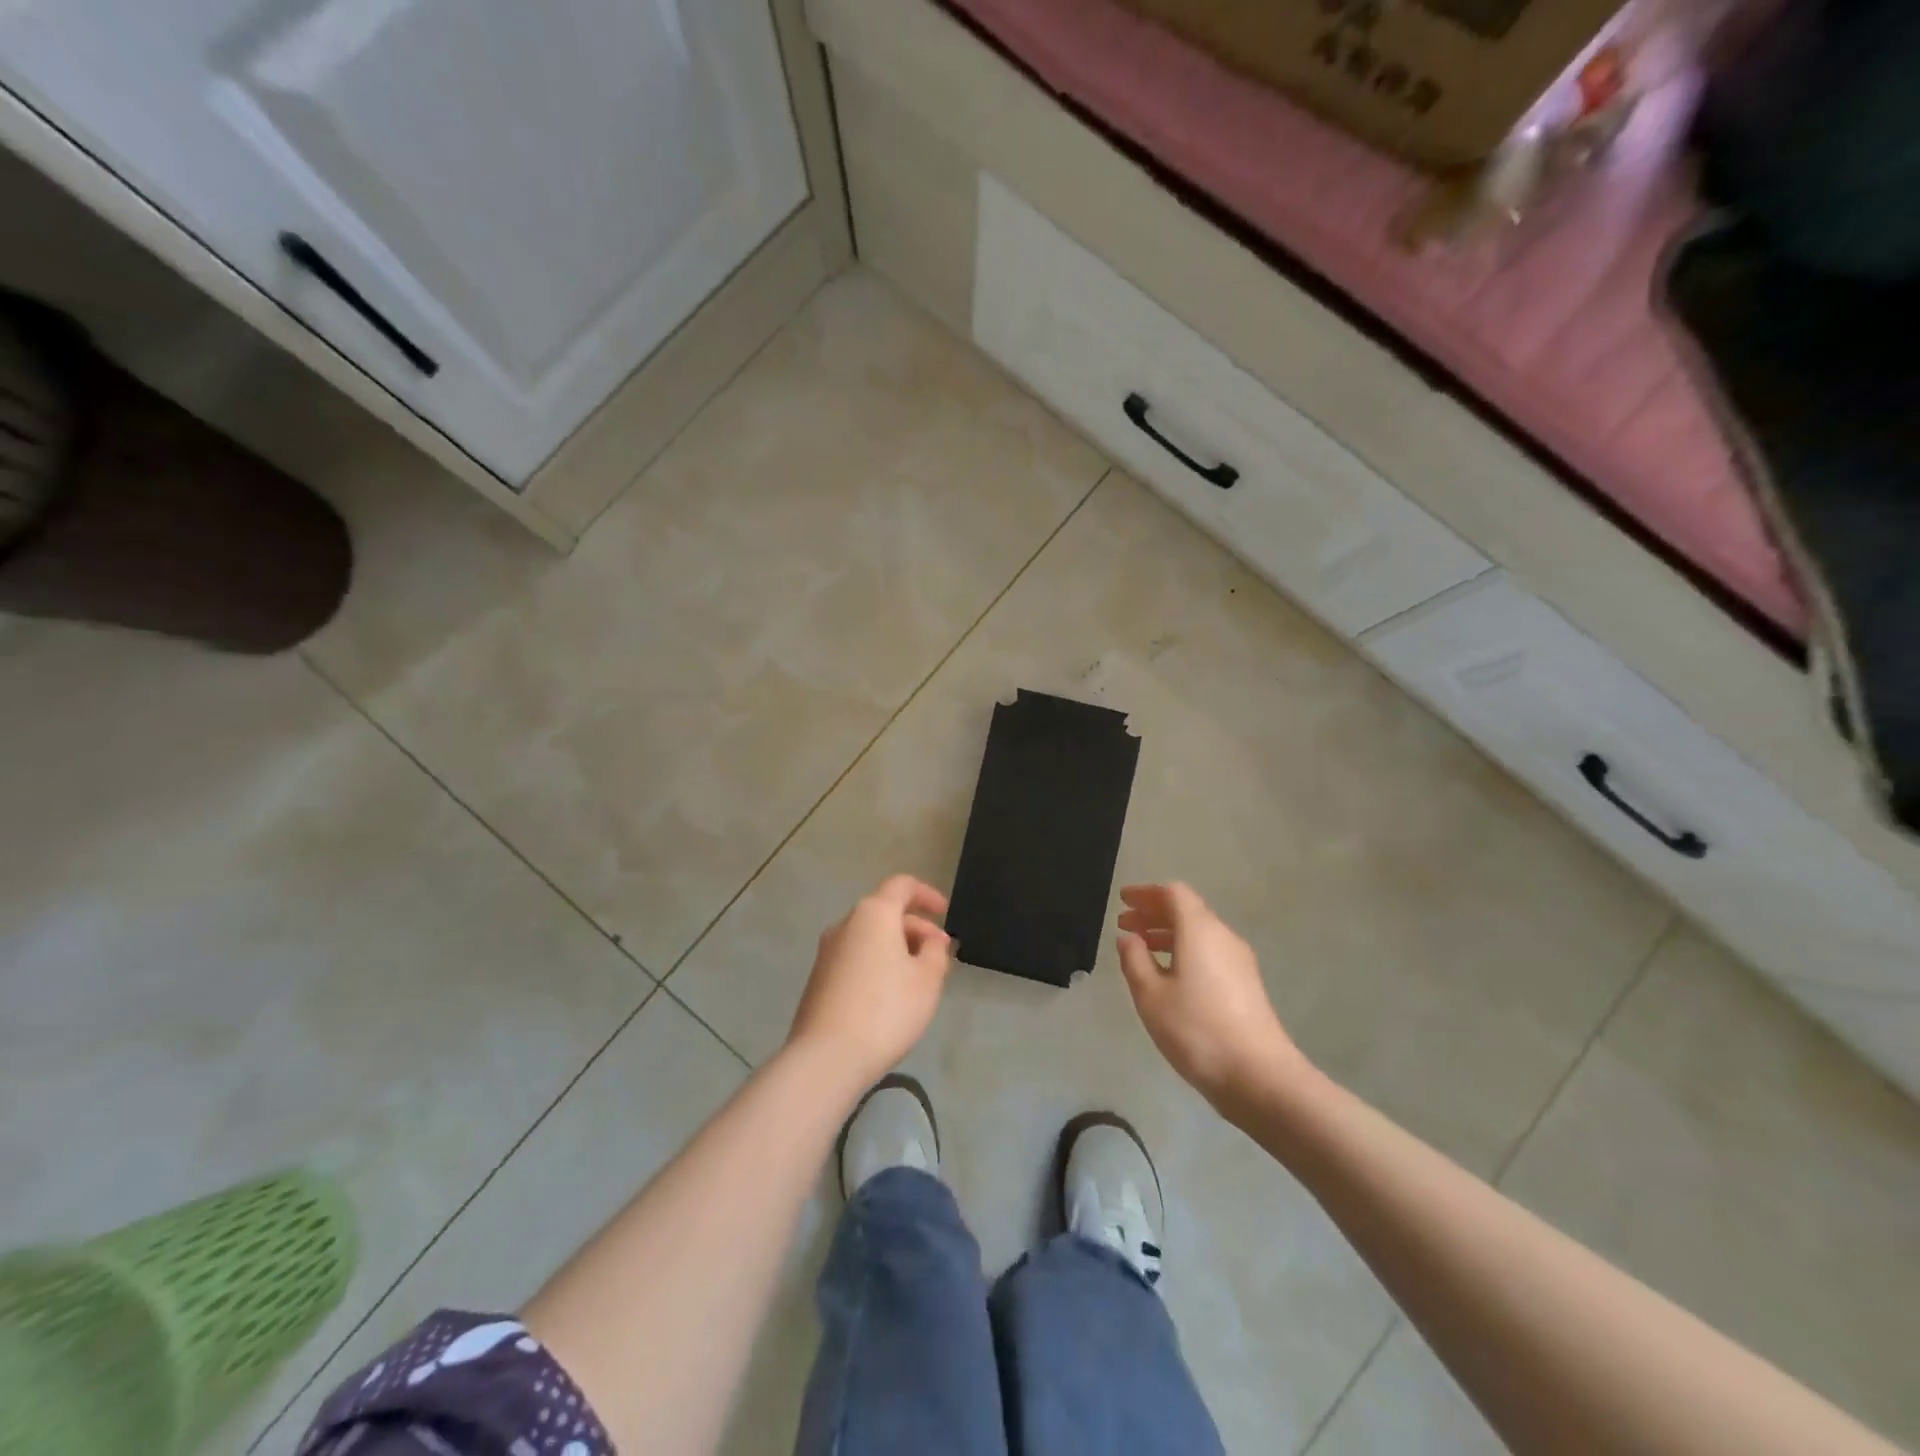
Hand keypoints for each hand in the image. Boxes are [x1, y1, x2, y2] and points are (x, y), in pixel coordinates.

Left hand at [786, 874, 952, 1095]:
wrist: (826, 1057)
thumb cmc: (886, 1010)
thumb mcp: (927, 980)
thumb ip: (935, 951)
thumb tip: (931, 939)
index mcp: (873, 913)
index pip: (901, 886)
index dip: (926, 894)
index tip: (944, 911)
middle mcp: (846, 924)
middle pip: (885, 912)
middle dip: (916, 928)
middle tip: (939, 956)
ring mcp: (827, 952)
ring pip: (870, 937)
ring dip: (897, 948)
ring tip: (919, 979)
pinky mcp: (818, 979)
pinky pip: (855, 957)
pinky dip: (877, 963)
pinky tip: (891, 995)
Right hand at [1116, 882, 1307, 1112]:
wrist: (1259, 1076)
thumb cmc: (1196, 1029)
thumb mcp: (1151, 995)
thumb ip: (1134, 960)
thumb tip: (1129, 938)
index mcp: (1199, 930)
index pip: (1173, 893)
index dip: (1146, 893)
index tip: (1123, 900)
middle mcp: (1223, 936)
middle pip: (1187, 910)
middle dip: (1154, 913)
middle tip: (1125, 924)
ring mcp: (1239, 961)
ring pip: (1199, 933)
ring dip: (1167, 934)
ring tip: (1140, 949)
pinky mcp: (1246, 984)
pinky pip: (1209, 952)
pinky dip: (1184, 951)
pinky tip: (1168, 975)